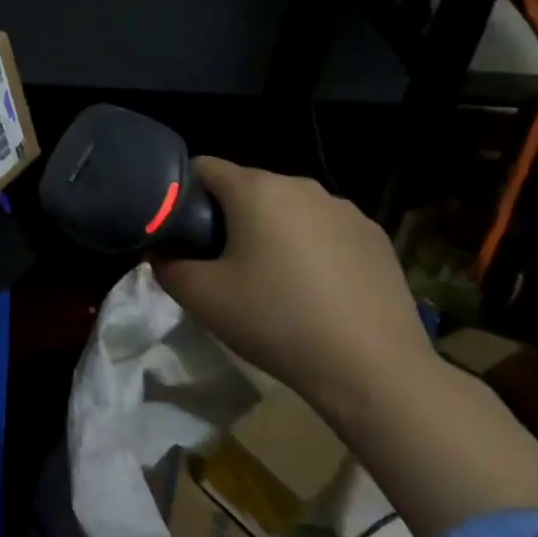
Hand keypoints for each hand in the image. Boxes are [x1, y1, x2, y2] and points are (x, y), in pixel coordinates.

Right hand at [151, 160, 432, 413]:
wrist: (372, 369)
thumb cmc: (276, 321)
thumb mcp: (200, 297)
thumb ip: (166, 265)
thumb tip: (161, 252)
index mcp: (257, 190)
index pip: (204, 167)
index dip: (183, 194)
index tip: (182, 232)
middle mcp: (302, 186)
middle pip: (248, 188)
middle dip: (228, 217)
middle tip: (221, 265)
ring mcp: (345, 210)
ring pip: (289, 209)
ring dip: (271, 232)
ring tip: (271, 281)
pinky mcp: (376, 238)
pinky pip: (325, 230)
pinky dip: (311, 249)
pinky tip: (314, 291)